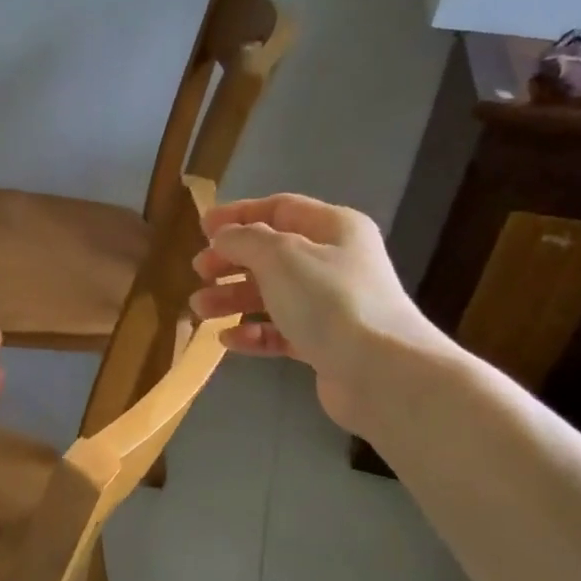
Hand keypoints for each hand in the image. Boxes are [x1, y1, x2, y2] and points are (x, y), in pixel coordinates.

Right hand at [187, 194, 444, 430]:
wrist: (380, 371)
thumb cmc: (329, 300)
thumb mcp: (279, 256)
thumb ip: (244, 239)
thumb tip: (224, 237)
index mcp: (333, 228)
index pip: (280, 209)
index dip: (238, 215)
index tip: (201, 228)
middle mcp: (335, 261)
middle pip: (272, 253)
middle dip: (232, 261)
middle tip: (200, 272)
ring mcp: (332, 305)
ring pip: (273, 294)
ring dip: (234, 299)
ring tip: (200, 309)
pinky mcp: (326, 343)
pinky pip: (282, 331)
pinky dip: (254, 332)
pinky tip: (229, 340)